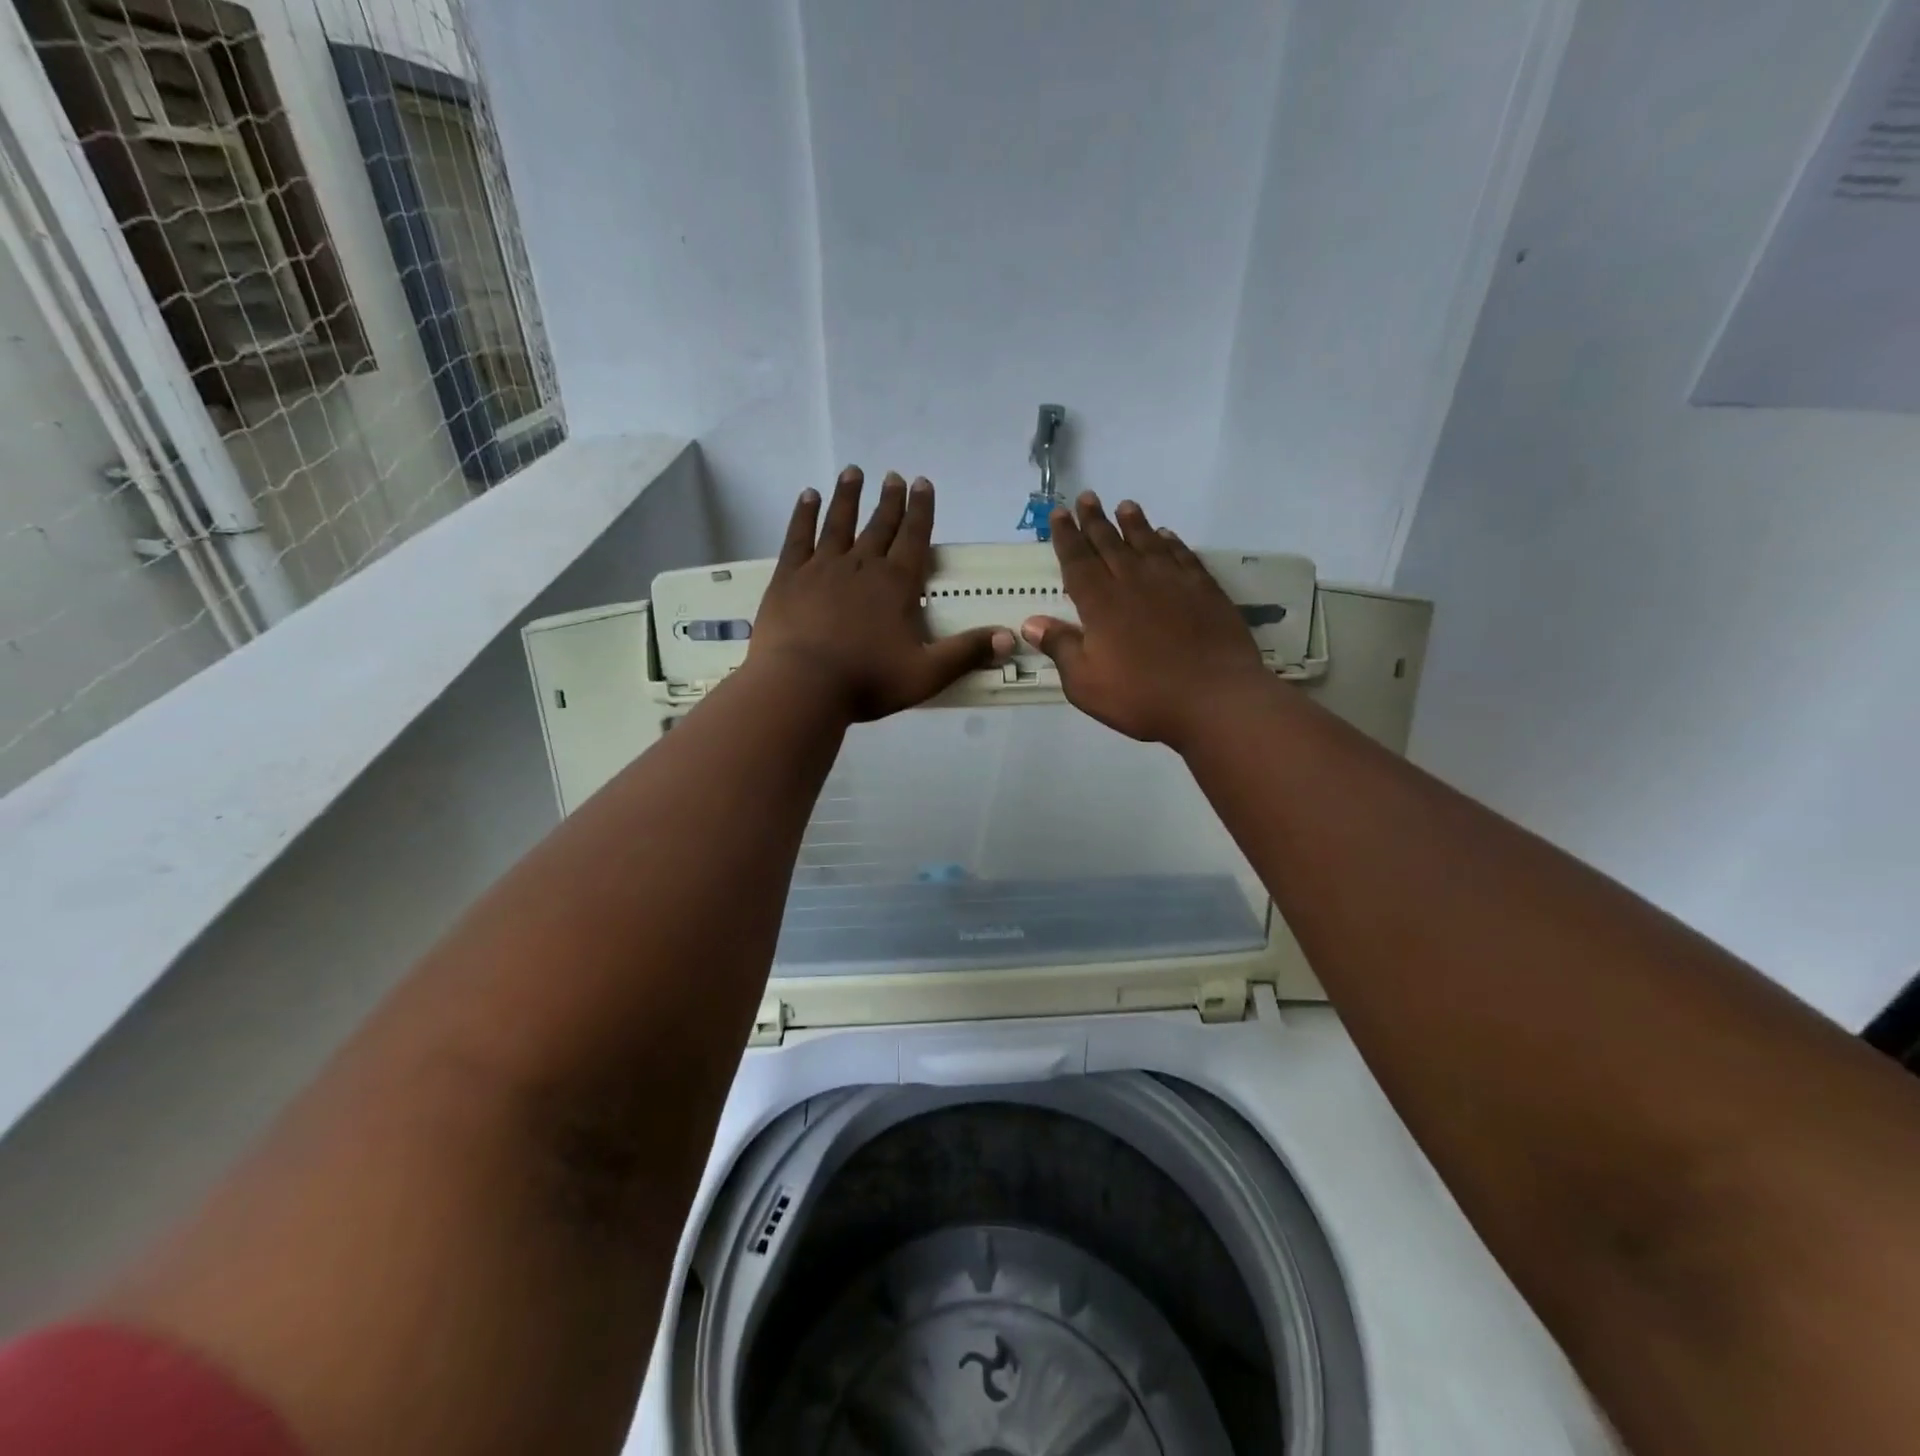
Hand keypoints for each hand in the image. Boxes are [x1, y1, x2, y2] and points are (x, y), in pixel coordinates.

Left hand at [750, 467, 1014, 721]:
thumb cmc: (867, 681)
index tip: (922, 483)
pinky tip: (808, 497)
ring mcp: (822, 568)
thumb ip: (966, 653)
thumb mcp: (927, 674)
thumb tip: (1010, 637)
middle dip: (890, 501)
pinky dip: (804, 514)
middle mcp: (862, 565)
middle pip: (879, 525)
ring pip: (839, 522)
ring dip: (848, 496)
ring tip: (853, 472)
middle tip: (895, 477)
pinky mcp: (789, 577)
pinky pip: (799, 537)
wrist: (802, 686)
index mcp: (897, 584)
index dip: (921, 510)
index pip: (914, 537)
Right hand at [1022, 493, 1272, 749]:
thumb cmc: (1142, 696)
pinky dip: (1171, 542)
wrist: (1214, 699)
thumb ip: (1060, 648)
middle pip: (1110, 543)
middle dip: (1095, 520)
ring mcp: (1172, 582)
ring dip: (1134, 523)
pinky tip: (1166, 536)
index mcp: (1100, 602)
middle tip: (1086, 498)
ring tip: (1125, 506)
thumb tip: (1031, 622)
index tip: (1059, 514)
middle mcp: (1134, 581)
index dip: (1066, 536)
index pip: (1077, 560)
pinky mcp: (1204, 590)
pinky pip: (1182, 556)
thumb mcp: (1086, 683)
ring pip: (1147, 542)